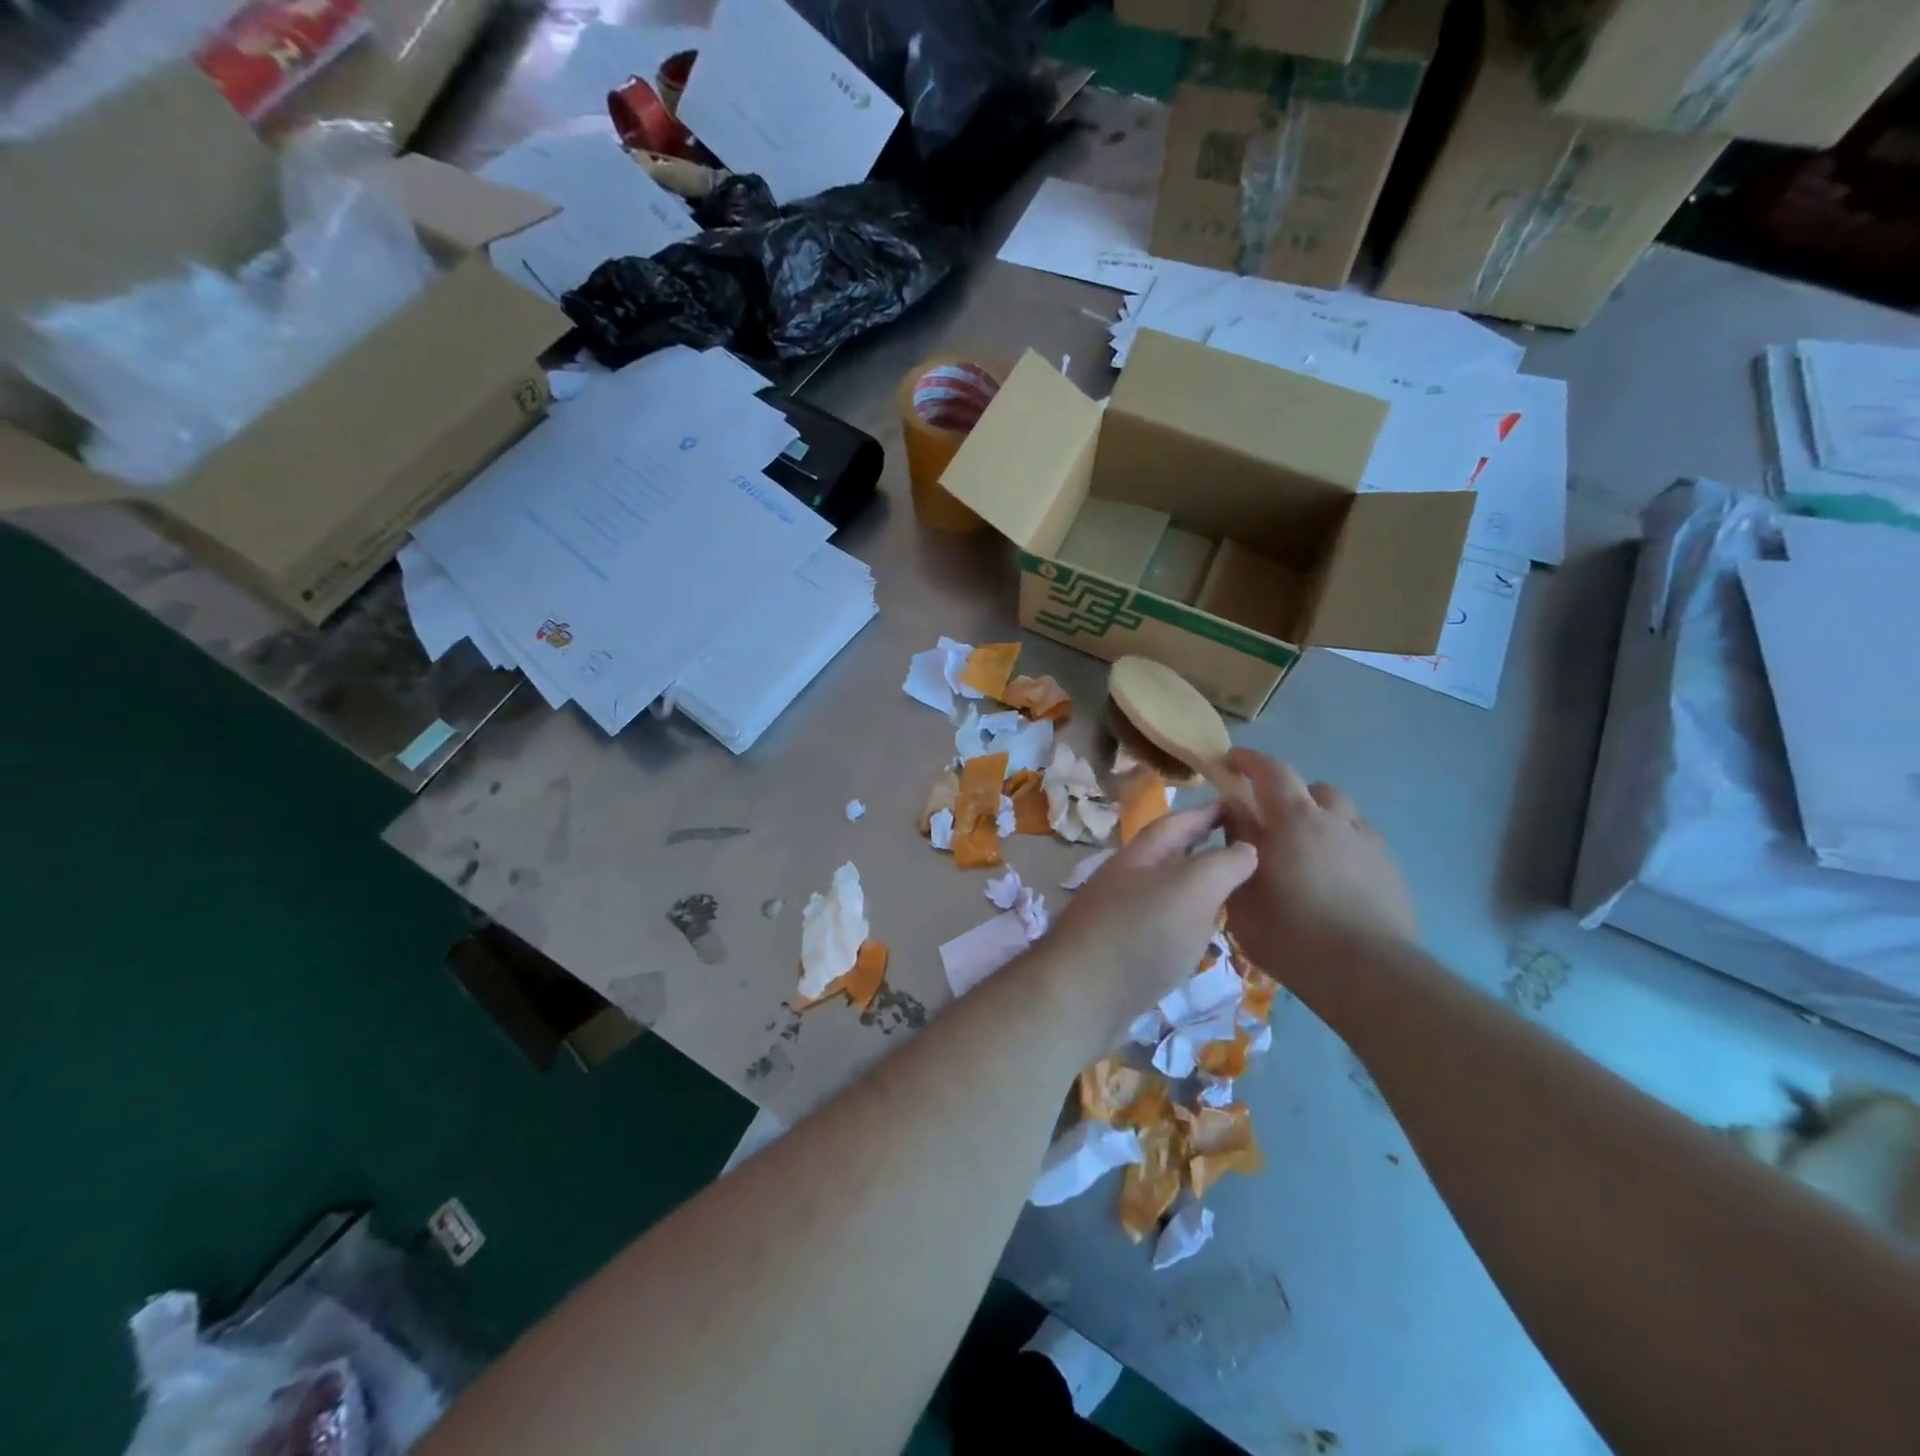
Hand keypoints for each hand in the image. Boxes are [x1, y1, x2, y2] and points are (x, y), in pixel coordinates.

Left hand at [1043, 803, 1257, 1043]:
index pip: (1180, 821)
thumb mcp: (1190, 889)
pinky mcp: (1123, 952)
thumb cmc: (1140, 934)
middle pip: (1171, 855)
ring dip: (1198, 887)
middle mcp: (1129, 879)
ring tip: (1235, 892)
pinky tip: (1203, 937)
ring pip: (1168, 891)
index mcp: (1143, 855)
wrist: (1080, 998)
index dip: (1211, 811)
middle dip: (1206, 847)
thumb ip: (1222, 864)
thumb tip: (1247, 847)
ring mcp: (1122, 916)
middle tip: (1248, 850)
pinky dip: (1187, 922)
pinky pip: (1163, 925)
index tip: (1244, 803)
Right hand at [1221, 749, 1415, 981]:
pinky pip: (1362, 842)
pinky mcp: (1391, 870)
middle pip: (1313, 789)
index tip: (1231, 761)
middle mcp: (1336, 821)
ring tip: (1306, 852)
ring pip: (1343, 814)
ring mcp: (1369, 844)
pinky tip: (1334, 880)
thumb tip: (1235, 815)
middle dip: (1289, 796)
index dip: (1249, 760)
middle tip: (1271, 823)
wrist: (1367, 974)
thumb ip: (1236, 845)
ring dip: (1321, 820)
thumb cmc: (1291, 933)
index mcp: (1294, 820)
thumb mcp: (1243, 894)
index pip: (1272, 771)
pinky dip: (1342, 847)